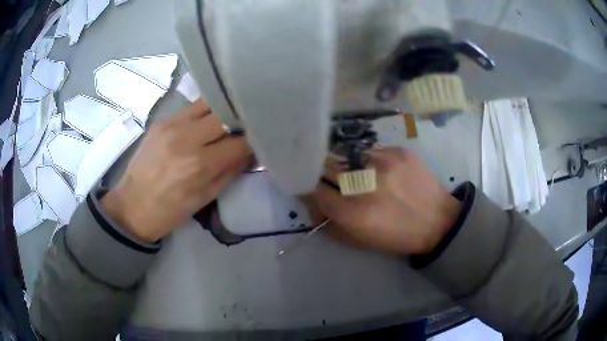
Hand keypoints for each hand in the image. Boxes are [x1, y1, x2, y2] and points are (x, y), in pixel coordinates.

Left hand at [101, 100, 251, 241]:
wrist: (132, 205)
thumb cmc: (170, 210)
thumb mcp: (205, 198)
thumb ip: (230, 172)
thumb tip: (248, 153)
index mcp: (200, 164)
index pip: (239, 142)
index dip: (253, 141)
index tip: (258, 141)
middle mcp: (187, 137)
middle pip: (225, 114)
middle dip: (239, 120)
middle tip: (245, 126)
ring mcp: (171, 125)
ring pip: (208, 103)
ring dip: (221, 110)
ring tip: (227, 119)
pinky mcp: (161, 121)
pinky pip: (190, 109)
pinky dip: (203, 113)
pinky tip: (205, 122)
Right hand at [309, 147, 460, 254]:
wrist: (438, 221)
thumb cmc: (397, 237)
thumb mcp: (359, 241)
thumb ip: (330, 223)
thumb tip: (313, 203)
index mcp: (353, 213)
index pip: (314, 190)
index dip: (308, 188)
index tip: (311, 189)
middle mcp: (365, 184)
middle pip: (326, 166)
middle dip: (323, 173)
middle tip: (332, 180)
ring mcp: (383, 163)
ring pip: (348, 155)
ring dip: (347, 166)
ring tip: (360, 175)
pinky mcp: (399, 152)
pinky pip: (371, 151)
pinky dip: (368, 160)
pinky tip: (381, 171)